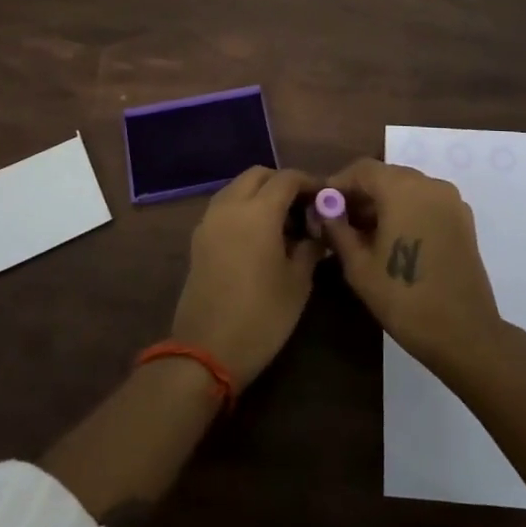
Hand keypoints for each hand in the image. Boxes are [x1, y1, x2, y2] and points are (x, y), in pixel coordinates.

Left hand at [170, 167, 325, 385]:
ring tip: (283, 222)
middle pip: (258, 175)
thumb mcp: (298, 282)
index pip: (287, 178)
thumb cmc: (262, 316)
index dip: (310, 183)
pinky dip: (243, 208)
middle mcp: (229, 206)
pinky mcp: (198, 238)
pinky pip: (224, 207)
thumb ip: (310, 246)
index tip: (327, 197)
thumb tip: (318, 229)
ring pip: (237, 188)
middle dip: (282, 183)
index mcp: (257, 212)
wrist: (206, 351)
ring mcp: (209, 221)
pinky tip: (260, 236)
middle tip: (304, 207)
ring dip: (260, 193)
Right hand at [320, 159, 503, 375]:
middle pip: (386, 176)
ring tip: (363, 234)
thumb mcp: (359, 265)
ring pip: (407, 188)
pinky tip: (392, 239)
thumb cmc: (404, 298)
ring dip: (383, 203)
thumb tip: (324, 210)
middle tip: (339, 222)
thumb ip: (337, 229)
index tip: (322, 206)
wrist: (464, 334)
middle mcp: (430, 184)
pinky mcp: (463, 219)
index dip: (338, 184)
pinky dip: (405, 210)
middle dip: (360, 194)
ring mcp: (451, 200)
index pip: (362, 169)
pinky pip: (426, 202)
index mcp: (403, 188)